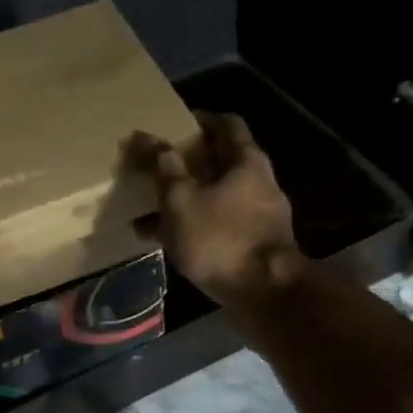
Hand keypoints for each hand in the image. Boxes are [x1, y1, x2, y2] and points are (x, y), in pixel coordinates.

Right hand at [127, 113, 303, 305]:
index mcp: (246, 161)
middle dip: (188, 163)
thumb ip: (164, 169)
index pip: (226, 124)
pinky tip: (164, 240)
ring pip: (217, 196)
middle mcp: (259, 182)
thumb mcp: (181, 201)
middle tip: (158, 166)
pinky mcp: (254, 243)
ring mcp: (260, 215)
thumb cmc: (221, 238)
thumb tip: (148, 139)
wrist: (264, 293)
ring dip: (186, 198)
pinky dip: (194, 225)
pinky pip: (218, 224)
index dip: (200, 120)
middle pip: (221, 161)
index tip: (174, 124)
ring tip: (151, 207)